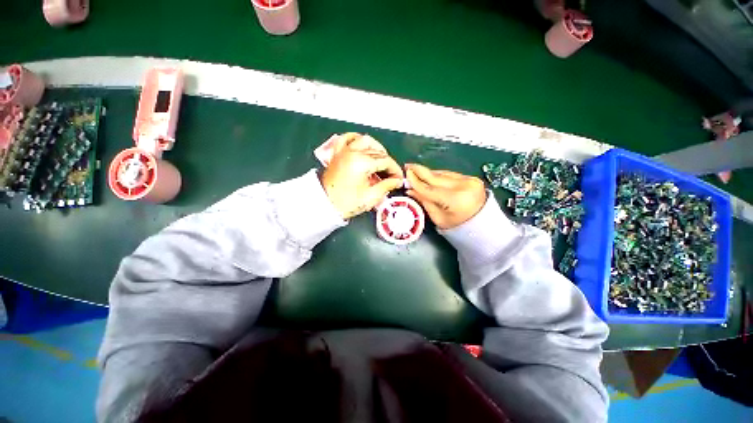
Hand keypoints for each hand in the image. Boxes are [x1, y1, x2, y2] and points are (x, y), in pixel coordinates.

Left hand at [321, 133, 403, 218]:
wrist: (324, 204)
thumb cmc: (345, 203)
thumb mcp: (370, 197)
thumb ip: (386, 186)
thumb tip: (396, 181)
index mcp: (362, 163)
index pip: (385, 161)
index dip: (395, 170)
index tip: (398, 178)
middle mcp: (353, 152)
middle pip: (377, 151)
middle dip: (388, 162)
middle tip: (391, 174)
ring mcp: (344, 151)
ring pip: (365, 140)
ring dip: (376, 147)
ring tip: (381, 158)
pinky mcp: (338, 154)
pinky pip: (347, 139)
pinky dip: (356, 139)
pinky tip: (362, 144)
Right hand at [405, 164, 486, 229]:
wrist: (482, 225)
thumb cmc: (458, 226)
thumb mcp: (438, 218)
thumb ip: (424, 202)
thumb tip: (410, 190)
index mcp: (455, 199)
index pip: (430, 189)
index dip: (416, 182)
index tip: (406, 175)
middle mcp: (463, 186)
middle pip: (436, 177)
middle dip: (420, 171)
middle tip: (408, 166)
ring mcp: (469, 180)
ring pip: (443, 174)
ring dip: (429, 173)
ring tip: (416, 170)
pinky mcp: (471, 178)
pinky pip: (450, 175)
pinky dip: (439, 175)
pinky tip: (430, 175)